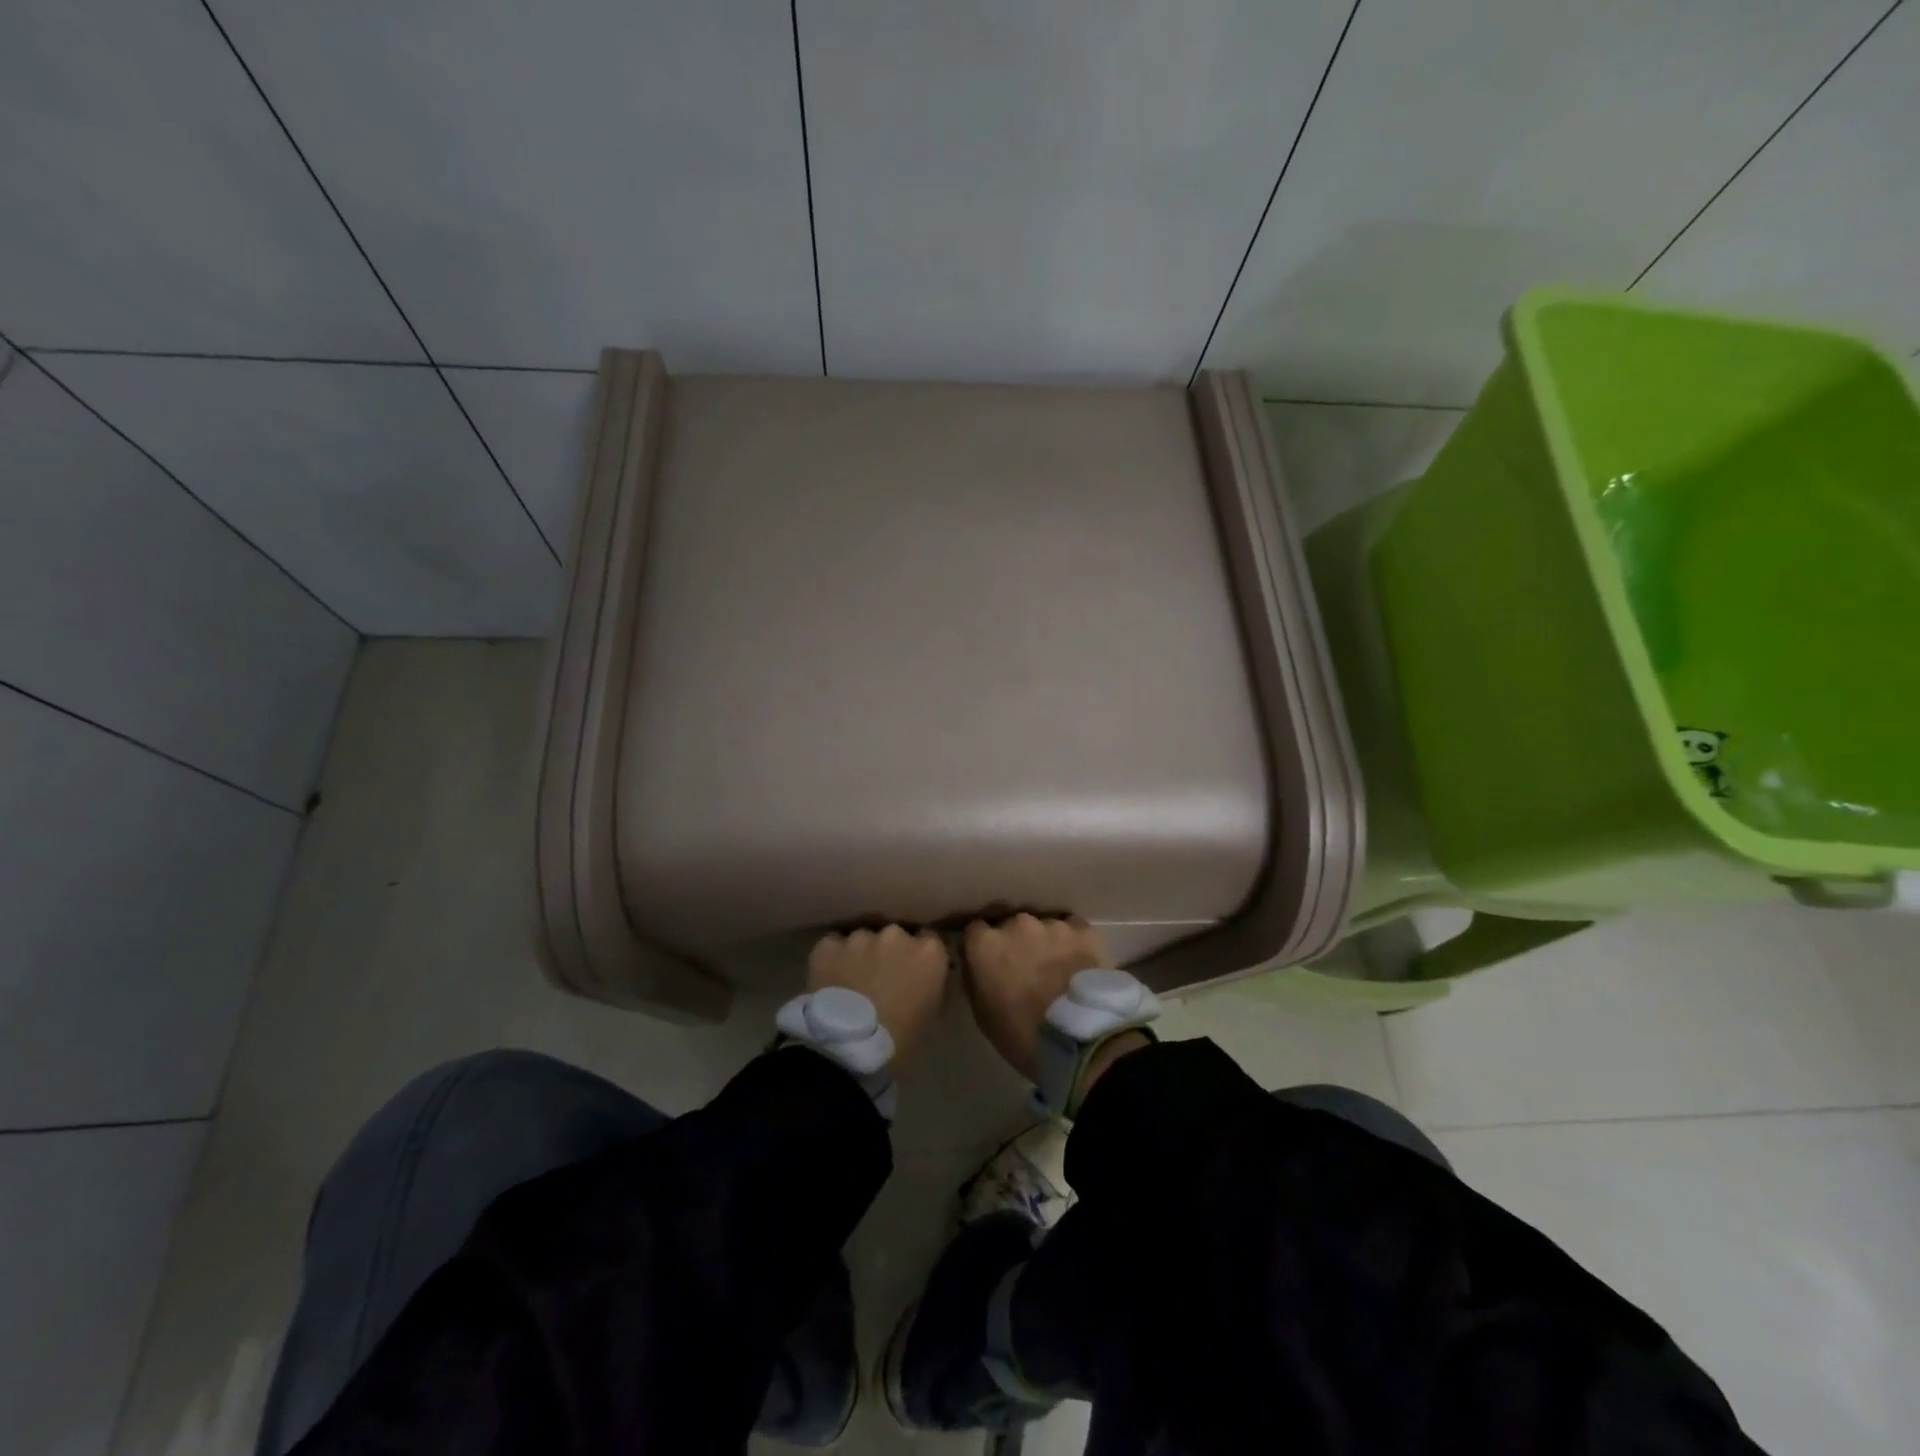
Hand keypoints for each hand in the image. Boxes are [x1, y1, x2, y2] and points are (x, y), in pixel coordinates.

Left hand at [807, 926, 949, 1067]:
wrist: (849, 1047)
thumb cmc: (900, 1039)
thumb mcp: (932, 1014)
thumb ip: (933, 985)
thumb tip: (926, 978)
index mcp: (928, 951)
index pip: (929, 940)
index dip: (919, 956)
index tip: (912, 971)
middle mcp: (896, 934)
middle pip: (894, 937)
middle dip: (889, 952)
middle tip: (880, 978)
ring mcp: (860, 937)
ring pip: (862, 941)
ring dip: (860, 955)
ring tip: (851, 982)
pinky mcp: (829, 945)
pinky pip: (832, 947)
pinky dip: (832, 960)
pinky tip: (830, 981)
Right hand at [963, 914, 1109, 1081]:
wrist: (1078, 1039)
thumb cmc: (1021, 1034)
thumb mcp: (982, 1012)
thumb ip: (976, 978)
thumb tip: (978, 965)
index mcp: (985, 944)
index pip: (975, 930)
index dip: (982, 946)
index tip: (989, 961)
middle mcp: (1016, 924)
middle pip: (1011, 926)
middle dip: (1016, 942)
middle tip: (1026, 968)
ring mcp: (1052, 924)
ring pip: (1044, 927)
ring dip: (1046, 943)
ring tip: (1057, 970)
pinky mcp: (1083, 930)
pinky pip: (1075, 930)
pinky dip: (1075, 943)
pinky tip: (1080, 965)